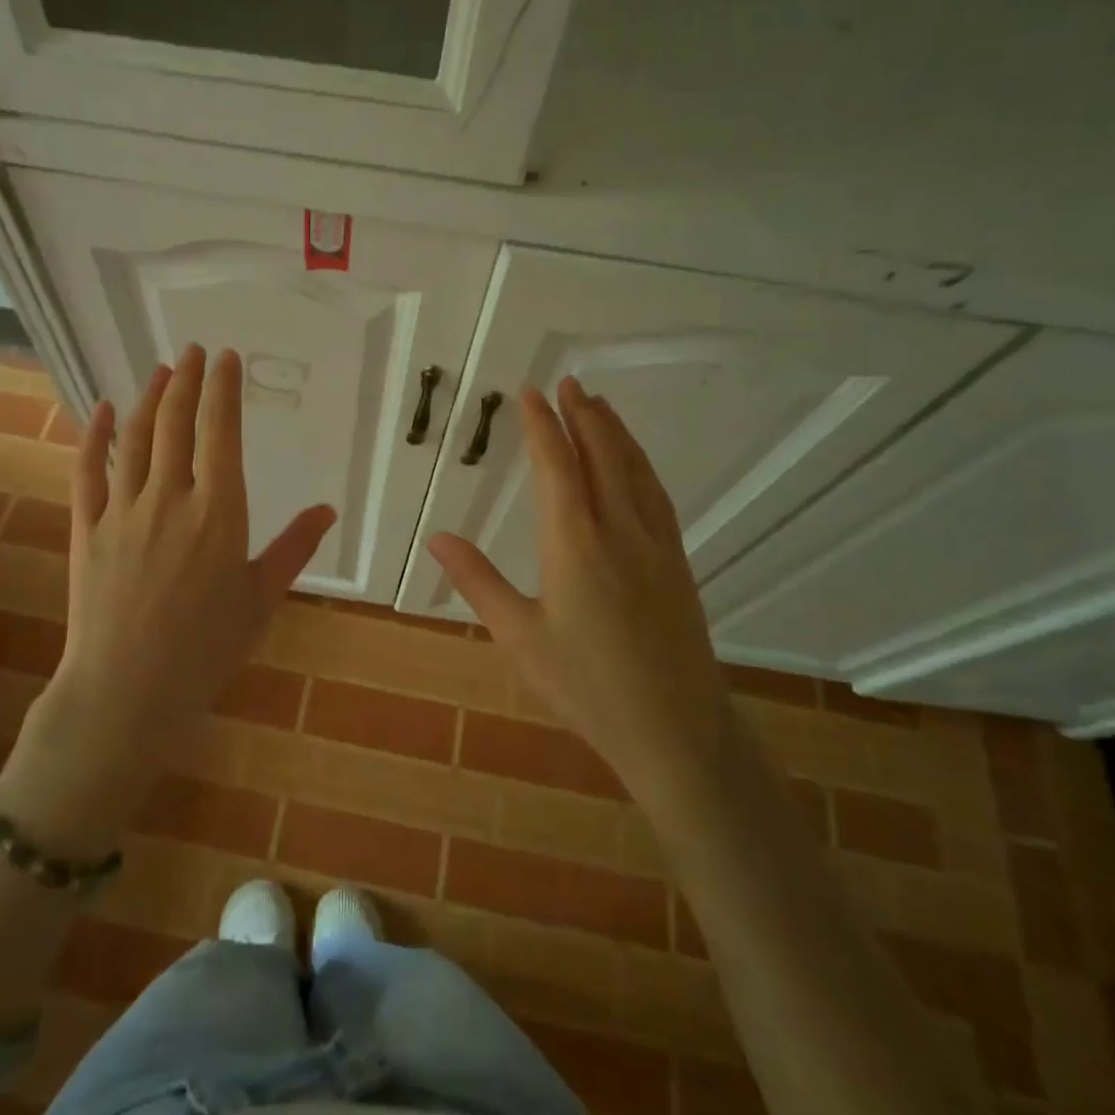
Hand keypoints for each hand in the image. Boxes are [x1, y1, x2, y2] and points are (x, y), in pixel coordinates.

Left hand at [0, 345, 335, 850]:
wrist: (129, 692)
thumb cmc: (207, 650)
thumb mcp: (262, 599)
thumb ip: (294, 548)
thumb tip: (327, 509)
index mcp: (219, 513)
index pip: (222, 433)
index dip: (224, 390)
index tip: (227, 359)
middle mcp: (170, 498)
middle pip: (177, 424)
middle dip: (188, 381)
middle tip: (195, 351)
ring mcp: (123, 511)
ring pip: (135, 439)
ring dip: (149, 399)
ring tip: (161, 371)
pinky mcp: (87, 529)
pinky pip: (87, 471)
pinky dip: (93, 436)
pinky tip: (100, 411)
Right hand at [426, 377, 727, 792]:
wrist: (677, 731)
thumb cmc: (587, 687)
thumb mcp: (520, 638)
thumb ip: (478, 582)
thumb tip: (437, 538)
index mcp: (575, 545)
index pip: (557, 467)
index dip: (541, 426)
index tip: (528, 393)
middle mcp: (619, 531)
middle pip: (601, 456)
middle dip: (581, 415)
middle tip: (565, 383)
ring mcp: (655, 544)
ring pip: (634, 470)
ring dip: (614, 431)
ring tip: (598, 404)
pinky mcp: (677, 561)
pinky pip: (656, 494)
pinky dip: (640, 464)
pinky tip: (634, 462)